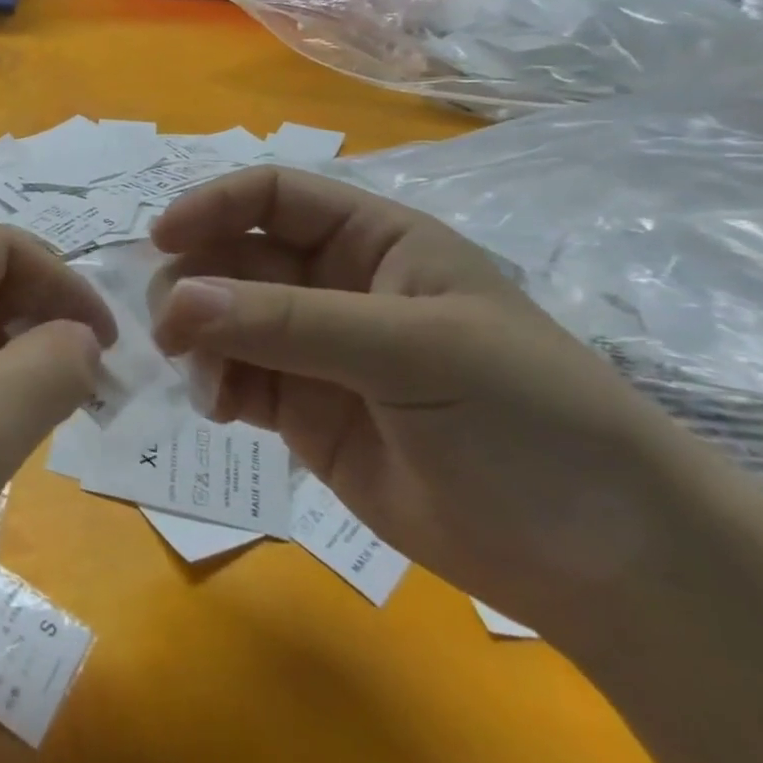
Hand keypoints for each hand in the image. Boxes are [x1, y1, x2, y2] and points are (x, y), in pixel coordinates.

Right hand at [148, 167, 709, 631]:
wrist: (601, 564)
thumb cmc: (527, 421)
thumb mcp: (413, 351)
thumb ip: (288, 322)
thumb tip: (176, 299)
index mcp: (373, 240)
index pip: (272, 197)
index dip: (212, 207)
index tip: (161, 241)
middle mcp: (334, 284)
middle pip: (233, 257)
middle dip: (195, 285)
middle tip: (173, 332)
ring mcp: (313, 350)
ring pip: (221, 318)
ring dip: (195, 338)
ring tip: (203, 382)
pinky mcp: (299, 410)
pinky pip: (231, 376)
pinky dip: (210, 383)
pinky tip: (218, 409)